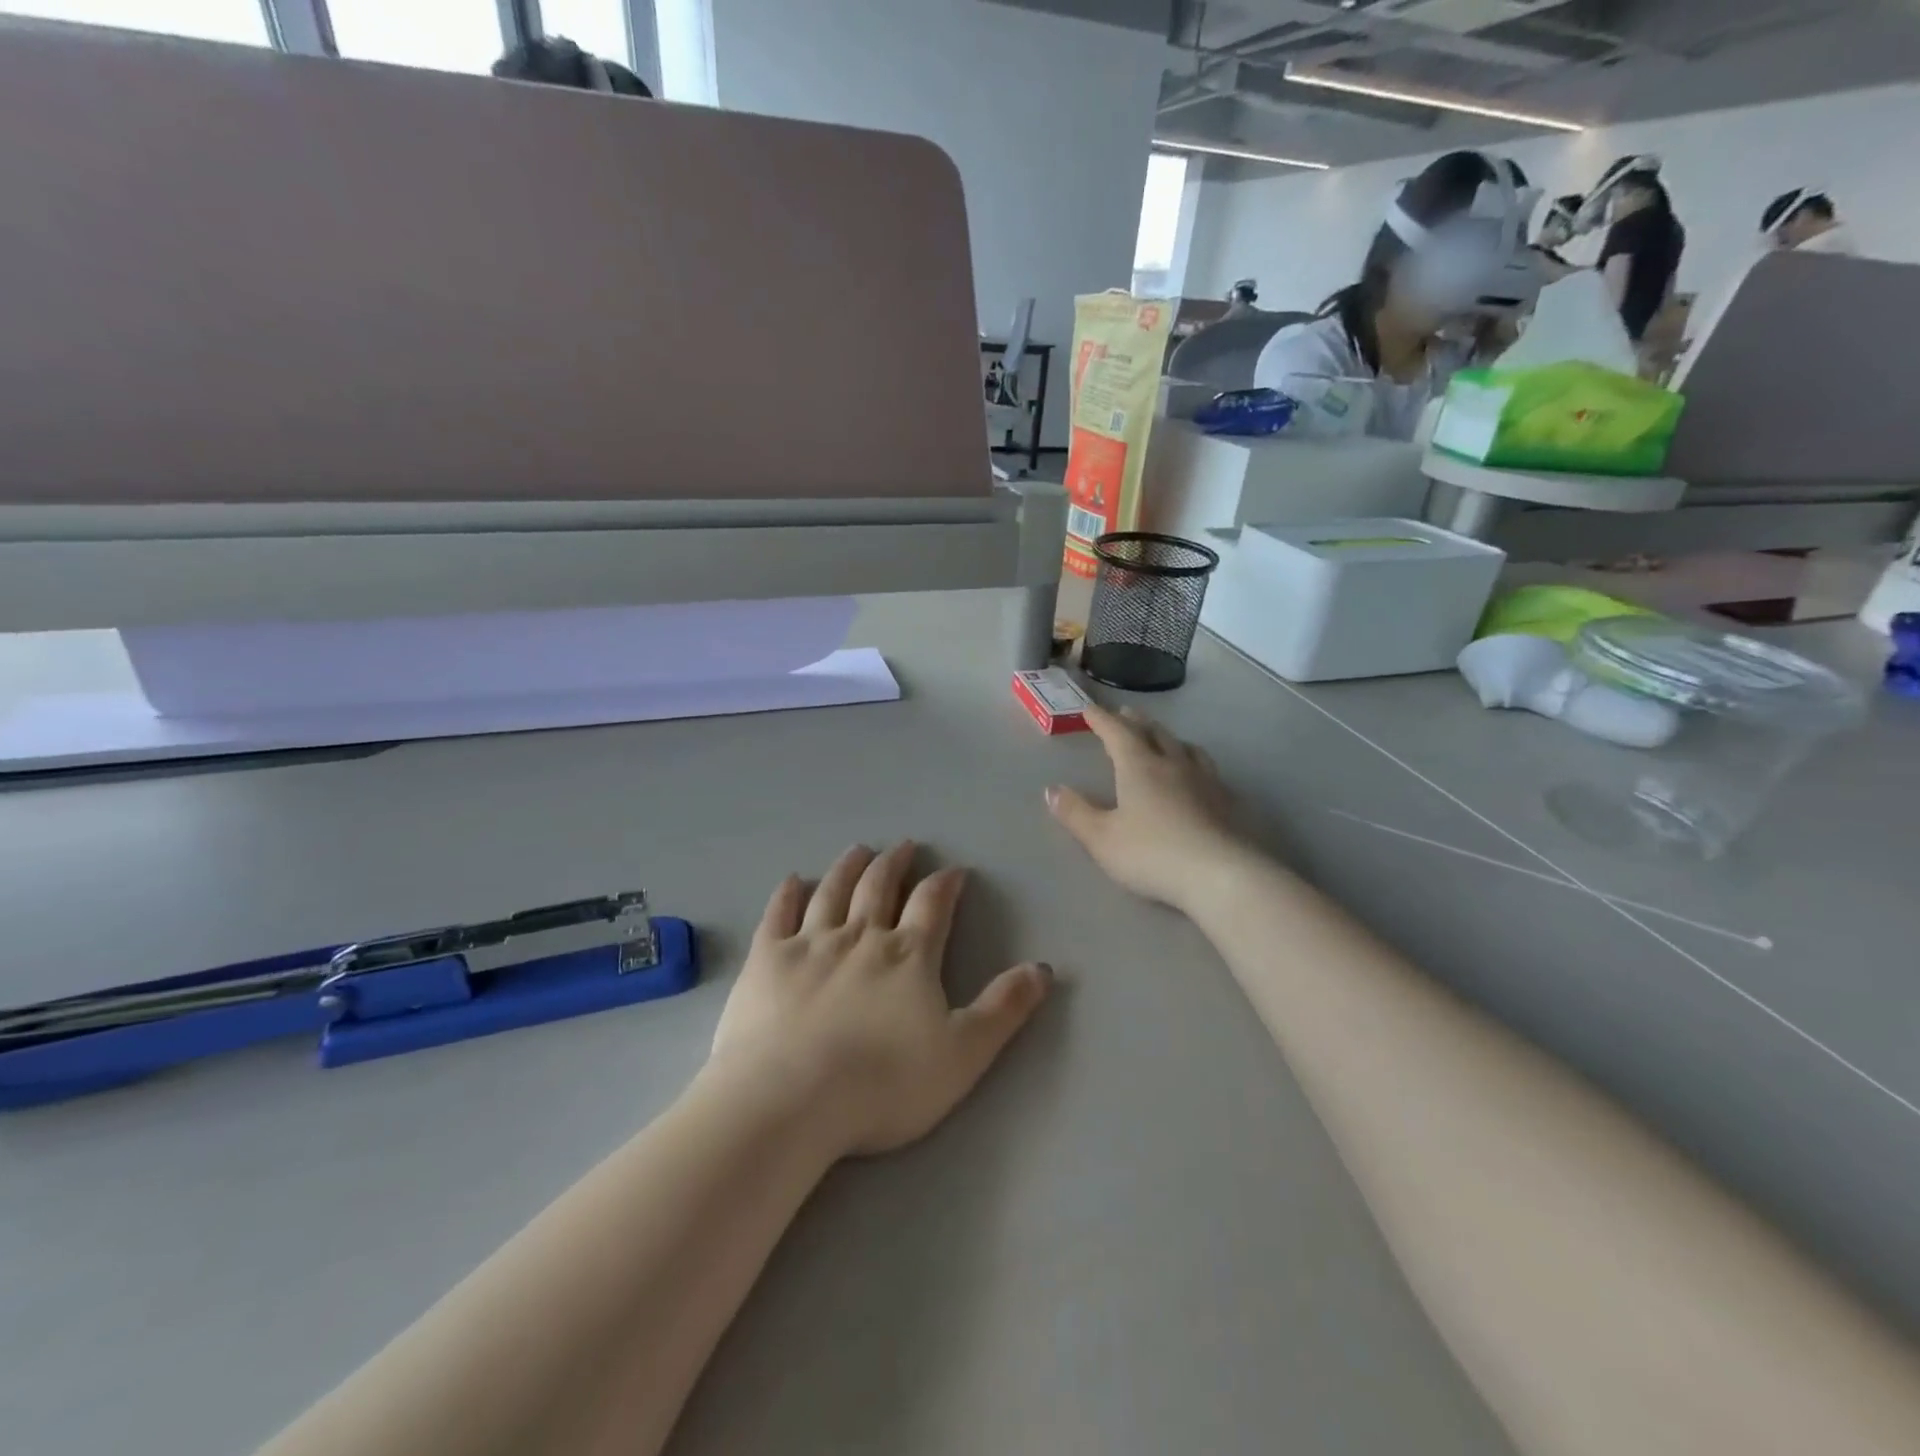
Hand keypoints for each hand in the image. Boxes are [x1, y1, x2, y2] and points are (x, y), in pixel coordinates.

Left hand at [707, 844, 1049, 1158]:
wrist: (791, 1099)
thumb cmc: (884, 1084)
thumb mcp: (963, 1054)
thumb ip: (1004, 1008)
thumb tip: (1044, 968)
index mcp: (909, 955)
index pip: (933, 904)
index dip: (945, 884)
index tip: (954, 870)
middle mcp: (861, 936)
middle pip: (880, 887)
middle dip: (895, 863)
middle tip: (903, 846)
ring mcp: (809, 943)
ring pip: (833, 891)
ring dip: (849, 867)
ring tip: (859, 850)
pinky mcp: (767, 960)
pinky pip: (778, 915)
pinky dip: (787, 894)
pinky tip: (793, 880)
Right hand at [1046, 704, 1244, 913]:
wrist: (1219, 874)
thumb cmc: (1152, 854)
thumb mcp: (1102, 838)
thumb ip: (1075, 813)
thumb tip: (1051, 790)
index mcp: (1139, 767)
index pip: (1117, 733)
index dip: (1102, 720)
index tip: (1090, 709)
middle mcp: (1173, 764)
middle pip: (1154, 733)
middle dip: (1136, 722)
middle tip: (1126, 713)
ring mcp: (1205, 781)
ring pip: (1186, 748)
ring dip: (1169, 738)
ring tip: (1164, 738)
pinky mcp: (1227, 802)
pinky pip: (1208, 770)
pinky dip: (1195, 762)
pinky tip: (1199, 776)